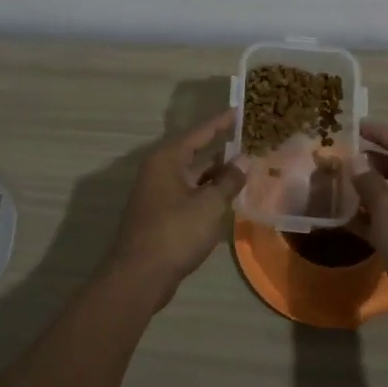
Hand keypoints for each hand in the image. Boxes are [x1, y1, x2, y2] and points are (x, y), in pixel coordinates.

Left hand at [105, 110, 246, 306]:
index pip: (199, 133)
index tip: (239, 110)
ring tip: (244, 166)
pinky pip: (189, 194)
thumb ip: (229, 181)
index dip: (221, 122)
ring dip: (216, 173)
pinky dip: (207, 192)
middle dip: (221, 148)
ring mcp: (157, 193)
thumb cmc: (175, 232)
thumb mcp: (209, 204)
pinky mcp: (160, 215)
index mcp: (167, 159)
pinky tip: (226, 196)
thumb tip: (243, 162)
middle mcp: (159, 170)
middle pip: (194, 152)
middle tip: (248, 139)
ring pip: (193, 175)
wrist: (140, 276)